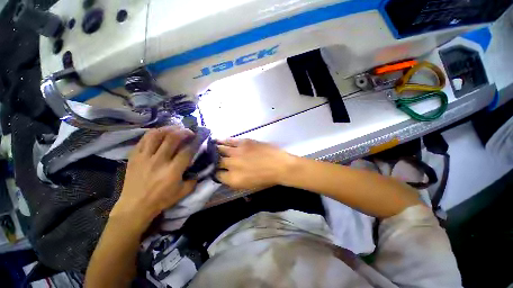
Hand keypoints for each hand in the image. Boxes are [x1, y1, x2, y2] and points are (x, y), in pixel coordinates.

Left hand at [110, 127, 196, 230]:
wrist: (135, 206)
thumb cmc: (161, 200)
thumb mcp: (183, 192)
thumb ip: (193, 180)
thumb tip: (197, 170)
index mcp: (172, 171)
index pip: (187, 151)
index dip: (195, 142)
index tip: (199, 138)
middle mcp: (159, 161)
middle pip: (172, 138)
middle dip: (184, 132)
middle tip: (189, 132)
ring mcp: (144, 157)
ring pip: (156, 135)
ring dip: (169, 129)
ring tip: (175, 129)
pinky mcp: (134, 156)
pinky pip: (144, 139)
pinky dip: (154, 133)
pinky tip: (161, 133)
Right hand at [215, 139, 296, 189]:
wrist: (280, 166)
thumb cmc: (267, 179)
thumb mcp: (250, 187)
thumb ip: (235, 182)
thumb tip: (226, 177)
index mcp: (234, 179)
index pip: (217, 175)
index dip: (216, 173)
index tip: (217, 170)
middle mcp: (232, 165)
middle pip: (217, 162)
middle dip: (214, 161)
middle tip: (212, 159)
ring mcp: (237, 152)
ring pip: (220, 150)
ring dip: (214, 150)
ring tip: (209, 148)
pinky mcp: (243, 142)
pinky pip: (229, 141)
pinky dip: (222, 141)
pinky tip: (217, 140)